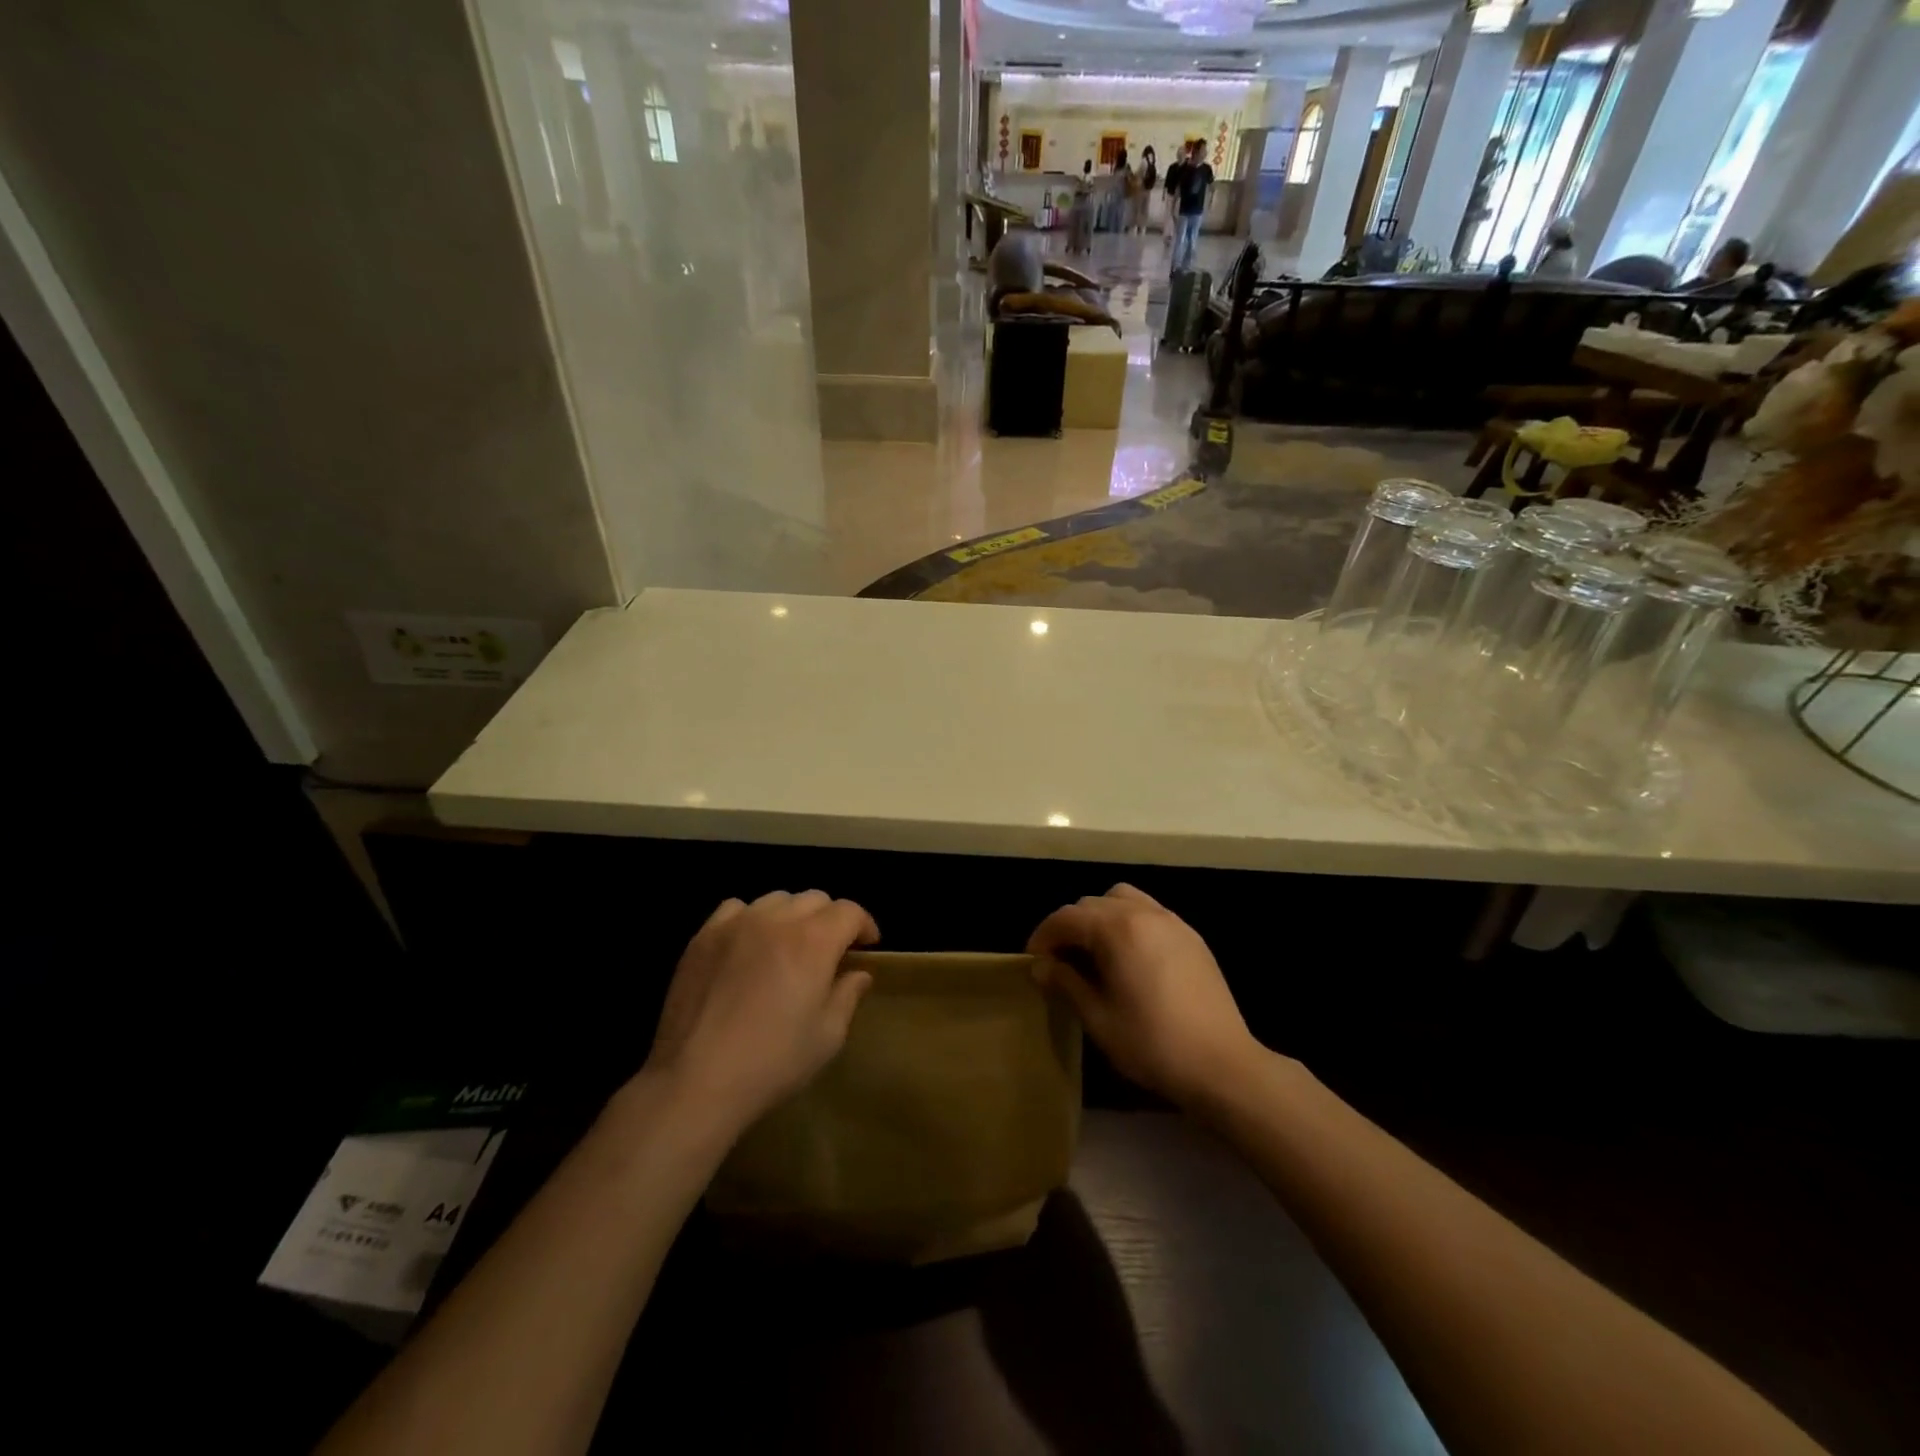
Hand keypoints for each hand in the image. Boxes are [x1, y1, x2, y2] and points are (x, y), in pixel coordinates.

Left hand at [643, 891, 878, 1136]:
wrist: (696, 1080)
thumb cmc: (772, 1062)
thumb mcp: (827, 1037)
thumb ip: (847, 996)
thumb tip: (858, 974)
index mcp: (814, 941)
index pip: (849, 911)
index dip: (864, 925)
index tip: (867, 947)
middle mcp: (777, 920)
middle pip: (815, 899)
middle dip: (831, 919)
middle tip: (830, 951)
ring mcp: (737, 924)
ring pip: (777, 899)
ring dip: (793, 915)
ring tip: (789, 945)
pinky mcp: (704, 936)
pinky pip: (736, 908)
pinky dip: (752, 918)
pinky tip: (748, 945)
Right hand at [1027, 884, 1258, 1106]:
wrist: (1222, 1064)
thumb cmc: (1152, 1043)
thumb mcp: (1098, 1018)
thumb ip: (1066, 984)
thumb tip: (1042, 966)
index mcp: (1117, 929)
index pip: (1066, 917)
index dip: (1043, 936)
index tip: (1033, 961)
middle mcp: (1143, 913)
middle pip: (1092, 904)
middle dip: (1070, 926)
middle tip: (1060, 961)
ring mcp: (1171, 921)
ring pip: (1122, 899)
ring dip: (1100, 917)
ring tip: (1095, 952)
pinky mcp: (1191, 936)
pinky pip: (1149, 912)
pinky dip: (1129, 922)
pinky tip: (1129, 958)